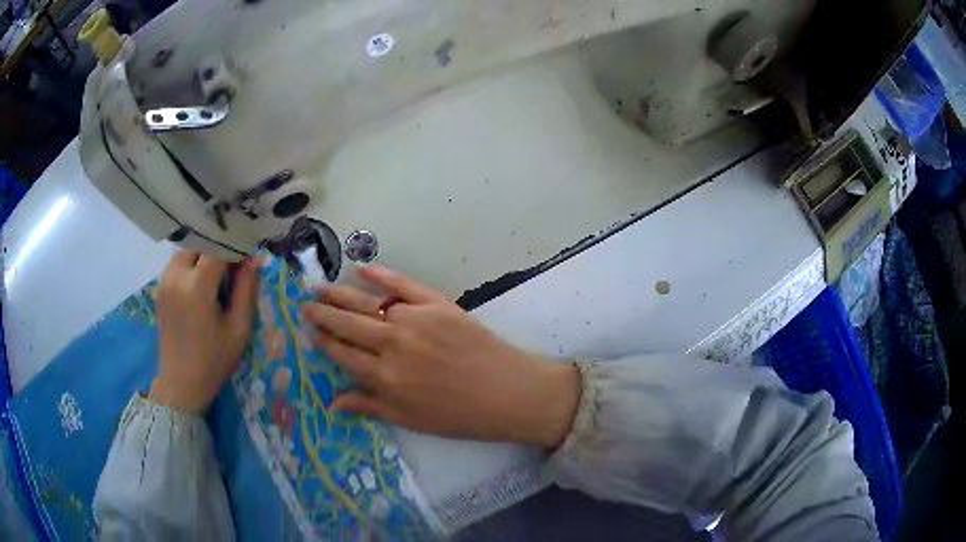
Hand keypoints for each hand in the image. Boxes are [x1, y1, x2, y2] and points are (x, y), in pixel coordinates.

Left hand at [150, 250, 259, 413]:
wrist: (181, 383)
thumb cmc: (214, 361)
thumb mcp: (238, 329)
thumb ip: (247, 290)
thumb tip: (255, 259)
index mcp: (197, 287)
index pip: (218, 248)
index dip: (235, 248)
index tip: (248, 258)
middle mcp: (176, 277)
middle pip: (200, 245)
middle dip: (218, 250)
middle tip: (233, 270)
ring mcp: (164, 282)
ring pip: (187, 251)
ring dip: (203, 256)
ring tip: (216, 277)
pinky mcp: (159, 288)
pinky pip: (177, 264)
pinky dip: (191, 265)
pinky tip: (200, 285)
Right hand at [301, 267, 580, 448]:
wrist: (508, 393)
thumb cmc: (459, 416)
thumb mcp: (411, 420)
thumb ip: (370, 407)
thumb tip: (332, 401)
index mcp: (385, 377)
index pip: (343, 354)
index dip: (322, 341)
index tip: (307, 331)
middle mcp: (393, 344)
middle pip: (348, 325)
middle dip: (323, 314)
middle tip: (305, 304)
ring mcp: (415, 320)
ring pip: (368, 303)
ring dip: (341, 295)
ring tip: (321, 288)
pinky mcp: (437, 304)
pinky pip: (403, 284)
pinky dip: (381, 275)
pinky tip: (361, 269)